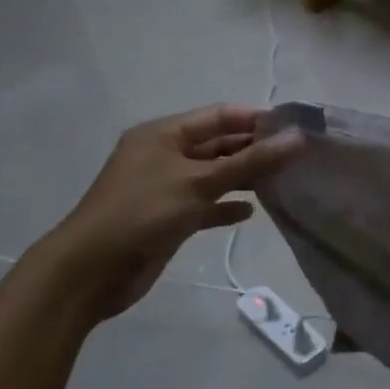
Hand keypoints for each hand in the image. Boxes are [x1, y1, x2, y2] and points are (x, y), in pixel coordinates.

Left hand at [34, 106, 302, 321]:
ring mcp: (166, 187)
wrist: (90, 272)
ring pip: (214, 175)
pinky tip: (250, 213)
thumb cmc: (142, 213)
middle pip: (218, 144)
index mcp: (163, 134)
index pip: (218, 116)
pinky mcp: (169, 218)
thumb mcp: (199, 182)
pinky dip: (226, 206)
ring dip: (244, 177)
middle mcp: (164, 155)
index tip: (295, 129)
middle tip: (297, 157)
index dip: (255, 119)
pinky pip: (206, 205)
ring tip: (282, 182)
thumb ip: (251, 161)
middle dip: (254, 149)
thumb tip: (298, 138)